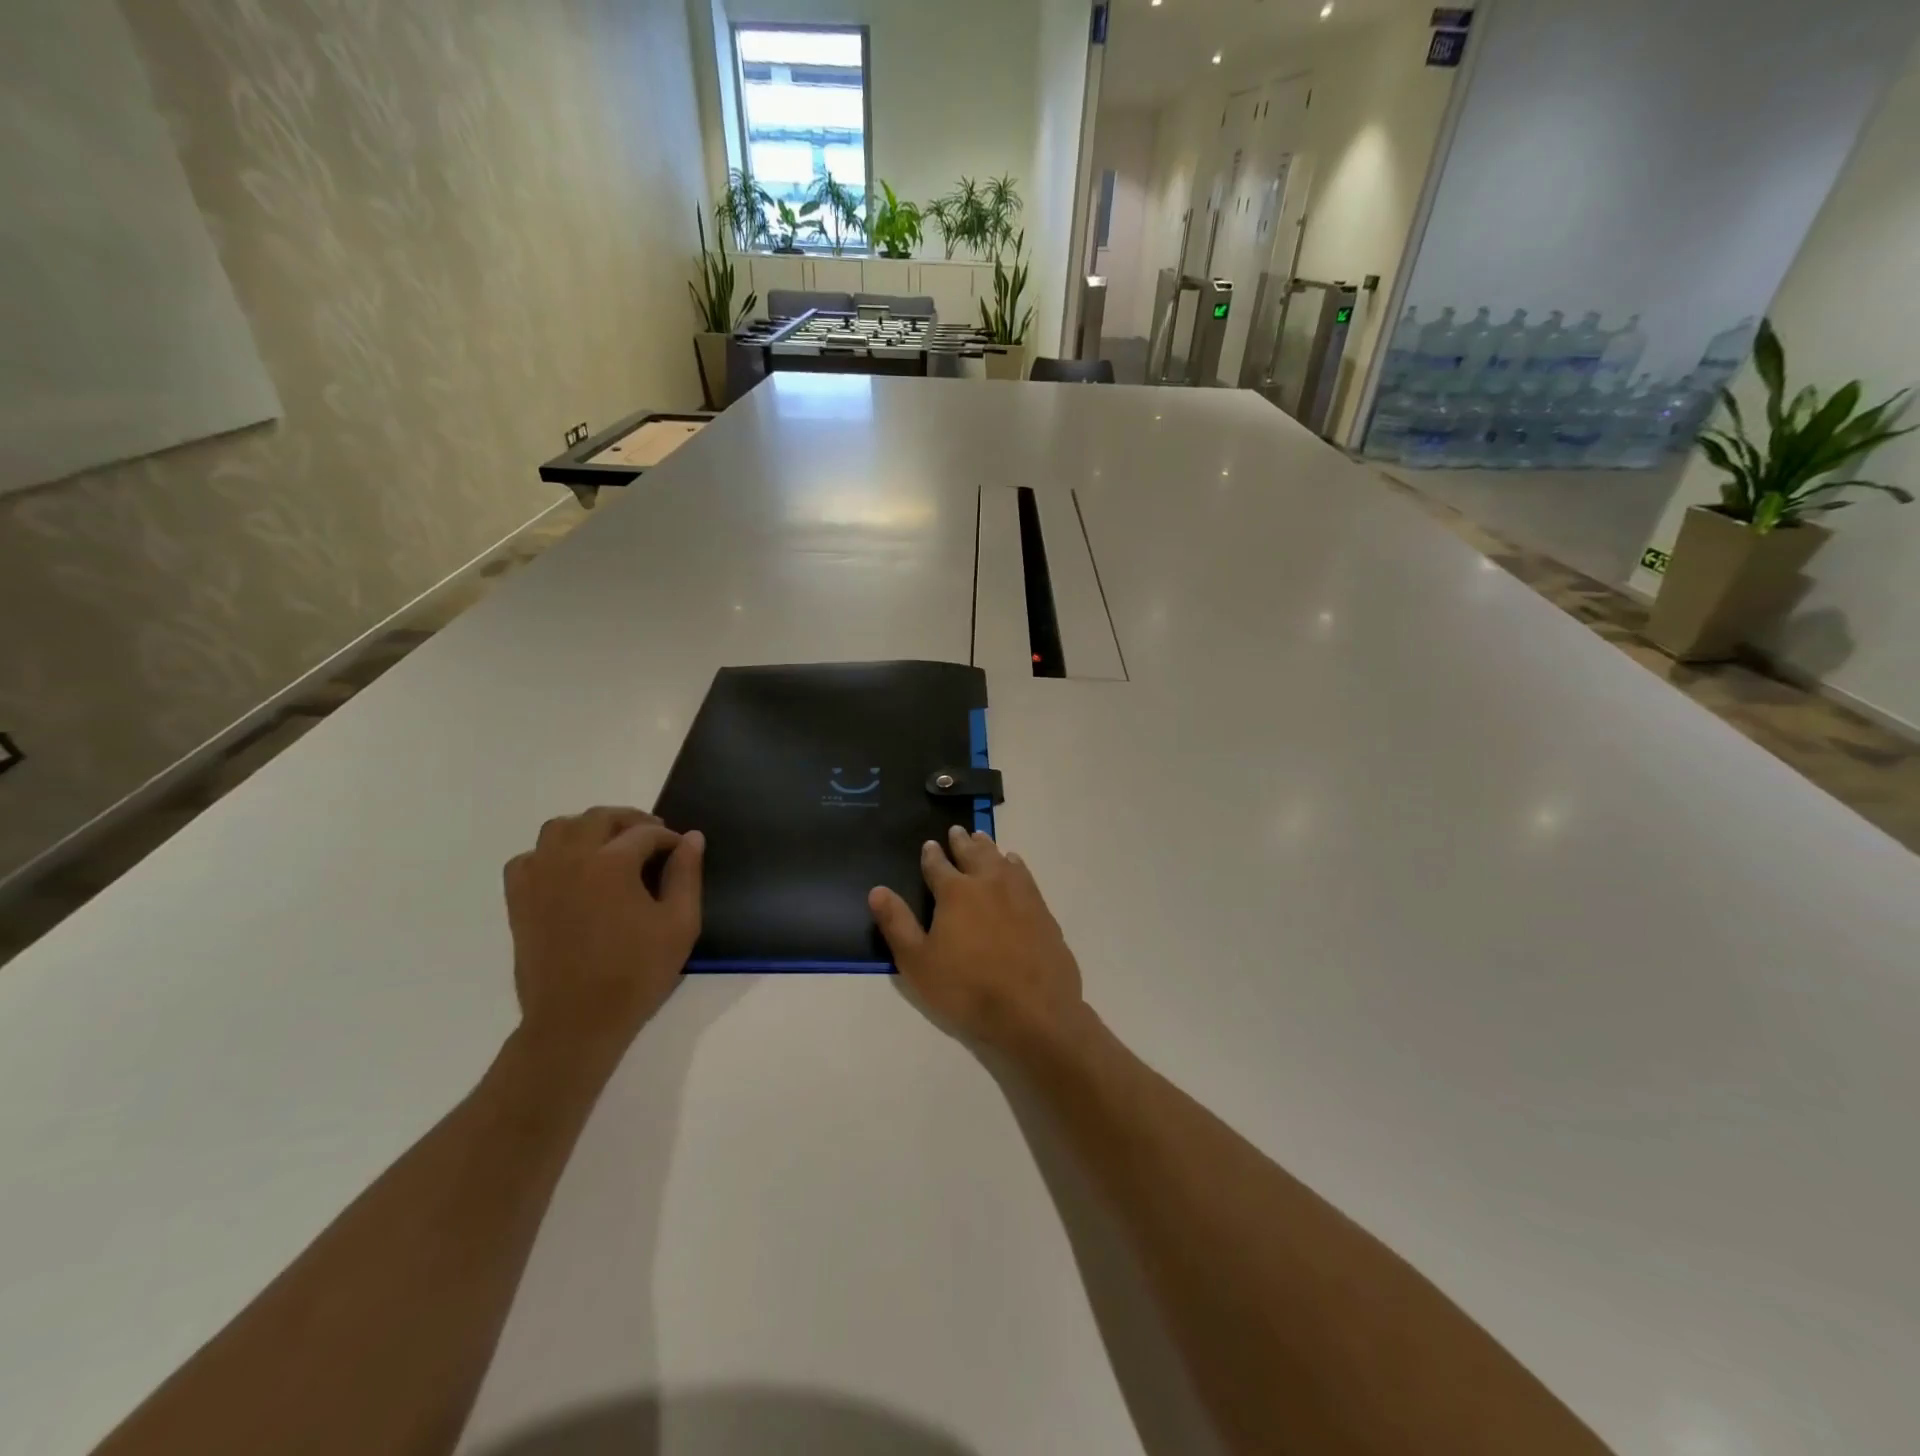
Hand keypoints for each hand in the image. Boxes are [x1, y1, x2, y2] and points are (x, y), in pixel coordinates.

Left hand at [503, 808, 702, 1054]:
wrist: (576, 1021)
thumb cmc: (636, 973)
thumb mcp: (679, 924)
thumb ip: (686, 875)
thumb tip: (691, 838)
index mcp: (611, 863)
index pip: (646, 832)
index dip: (669, 838)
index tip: (681, 852)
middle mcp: (570, 859)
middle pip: (599, 818)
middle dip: (630, 821)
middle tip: (652, 839)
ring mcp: (539, 877)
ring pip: (559, 828)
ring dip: (588, 828)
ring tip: (610, 846)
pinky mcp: (519, 899)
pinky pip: (529, 857)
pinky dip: (550, 853)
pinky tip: (569, 870)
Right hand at [869, 825, 1084, 1051]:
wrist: (1033, 1010)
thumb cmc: (967, 988)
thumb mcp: (918, 963)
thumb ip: (897, 924)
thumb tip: (877, 890)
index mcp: (955, 892)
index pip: (938, 866)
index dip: (931, 855)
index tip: (929, 845)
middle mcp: (988, 882)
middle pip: (972, 854)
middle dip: (961, 842)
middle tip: (956, 831)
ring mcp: (1019, 893)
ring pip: (1000, 859)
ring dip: (988, 847)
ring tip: (981, 839)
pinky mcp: (1041, 908)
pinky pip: (1024, 874)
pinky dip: (1014, 863)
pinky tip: (1013, 864)